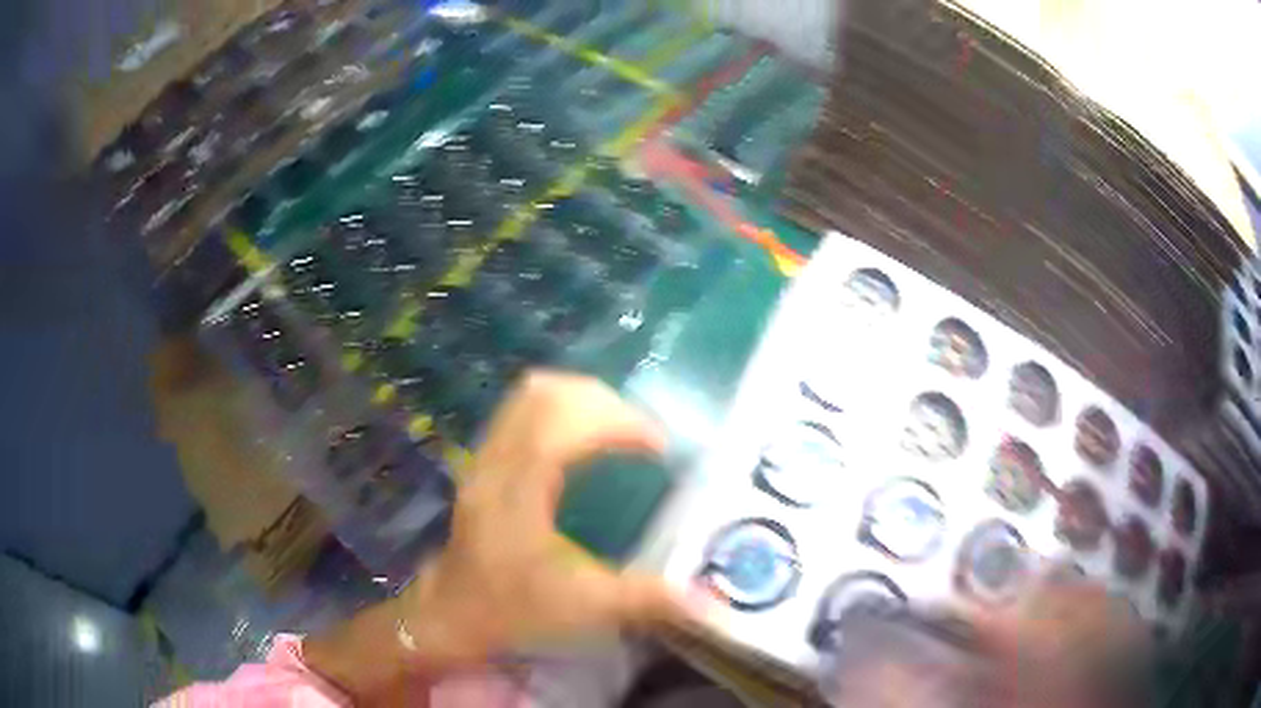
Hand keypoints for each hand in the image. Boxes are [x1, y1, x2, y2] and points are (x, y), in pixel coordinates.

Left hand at [402, 370, 687, 664]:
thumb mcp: (582, 608)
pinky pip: (522, 410)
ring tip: (620, 429)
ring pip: (530, 395)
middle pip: (545, 394)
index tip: (659, 446)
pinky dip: (562, 408)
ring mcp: (485, 457)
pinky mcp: (484, 461)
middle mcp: (497, 463)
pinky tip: (586, 439)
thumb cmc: (512, 610)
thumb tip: (709, 603)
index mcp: (517, 492)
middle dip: (604, 402)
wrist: (451, 614)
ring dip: (582, 398)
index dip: (618, 422)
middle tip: (642, 434)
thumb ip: (646, 600)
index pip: (563, 424)